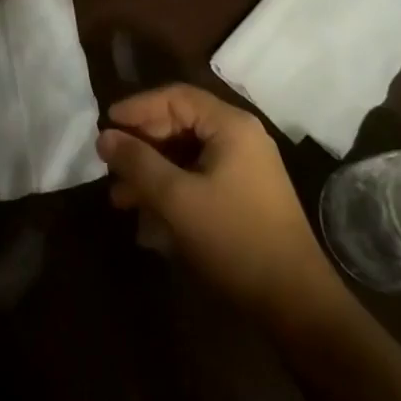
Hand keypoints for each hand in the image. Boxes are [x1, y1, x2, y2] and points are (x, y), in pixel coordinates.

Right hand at [97, 85, 343, 321]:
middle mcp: (240, 138)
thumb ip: (138, 163)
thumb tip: (104, 136)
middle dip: (142, 145)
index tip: (105, 125)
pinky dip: (171, 190)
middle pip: (180, 124)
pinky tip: (147, 218)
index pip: (176, 96)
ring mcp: (245, 168)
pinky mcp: (244, 196)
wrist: (295, 304)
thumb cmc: (234, 239)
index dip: (137, 107)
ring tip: (120, 198)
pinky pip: (198, 178)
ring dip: (152, 172)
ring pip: (186, 155)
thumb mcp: (177, 199)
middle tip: (109, 166)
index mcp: (231, 126)